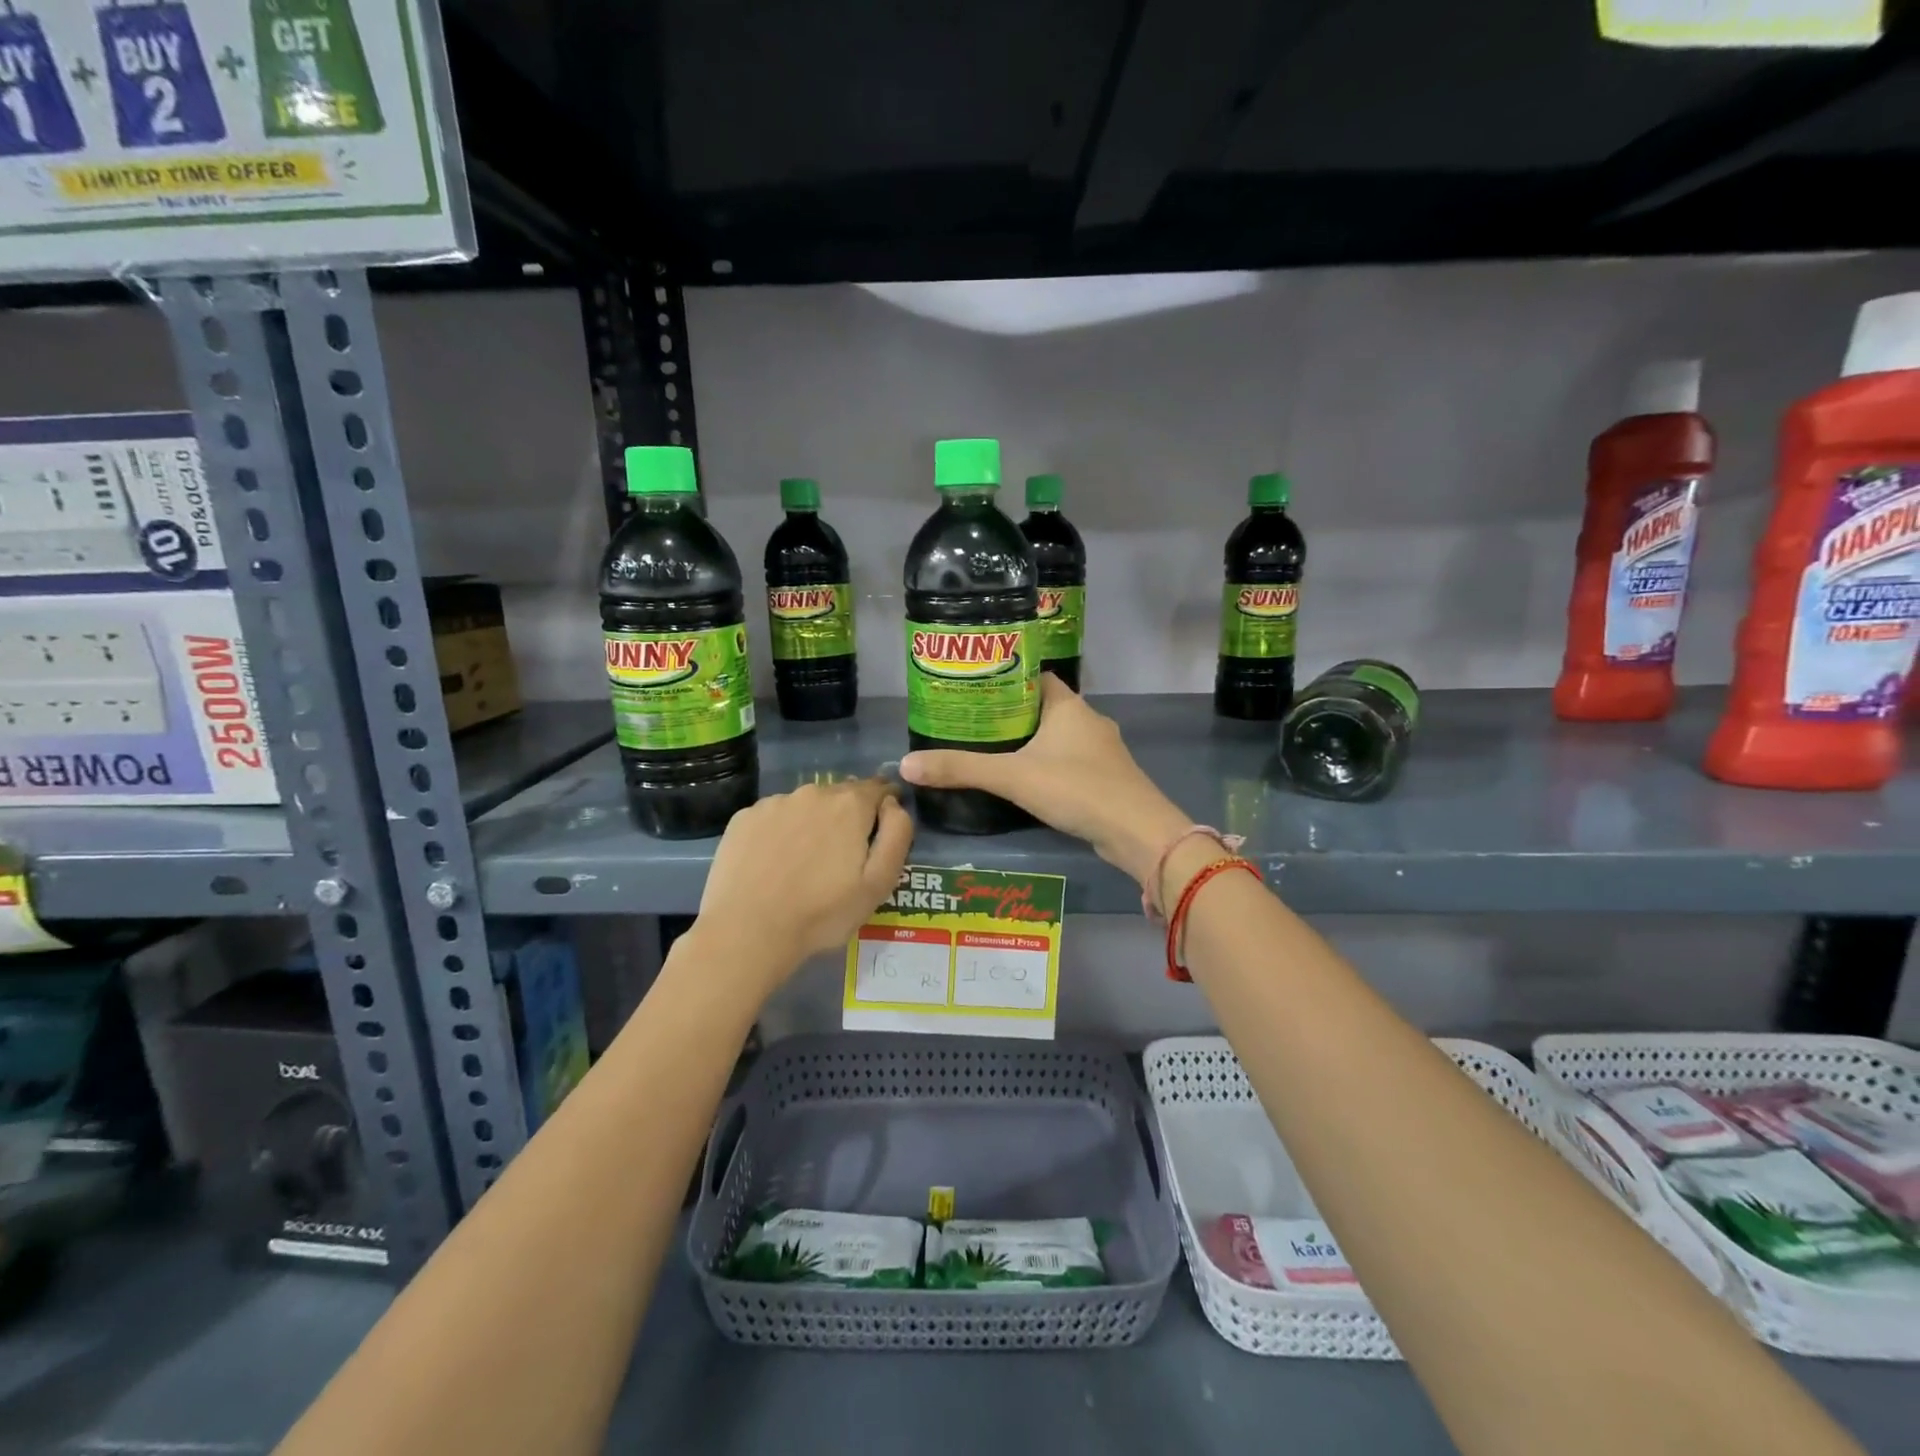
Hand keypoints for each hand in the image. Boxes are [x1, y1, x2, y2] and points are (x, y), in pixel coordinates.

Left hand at [697, 778, 913, 986]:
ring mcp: (774, 803)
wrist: (747, 932)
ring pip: (805, 805)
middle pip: (841, 795)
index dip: (886, 804)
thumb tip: (893, 804)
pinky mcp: (743, 818)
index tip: (881, 829)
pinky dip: (780, 832)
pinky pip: (773, 817)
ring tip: (805, 861)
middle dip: (848, 816)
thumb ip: (897, 835)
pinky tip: (774, 862)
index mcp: (850, 804)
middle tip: (842, 855)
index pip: (879, 789)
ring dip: (813, 823)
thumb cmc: (822, 913)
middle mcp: (813, 792)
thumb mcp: (879, 883)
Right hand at [900, 675, 1189, 888]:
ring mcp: (1102, 750)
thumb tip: (906, 765)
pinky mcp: (1107, 778)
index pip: (1034, 676)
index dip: (1005, 678)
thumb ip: (961, 769)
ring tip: (993, 751)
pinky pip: (1070, 761)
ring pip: (1058, 736)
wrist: (1137, 832)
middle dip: (1011, 713)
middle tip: (973, 723)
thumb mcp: (1011, 777)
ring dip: (1031, 742)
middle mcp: (1088, 720)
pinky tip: (1028, 781)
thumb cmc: (1076, 788)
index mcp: (1068, 705)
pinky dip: (1049, 765)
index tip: (975, 688)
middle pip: (1043, 706)